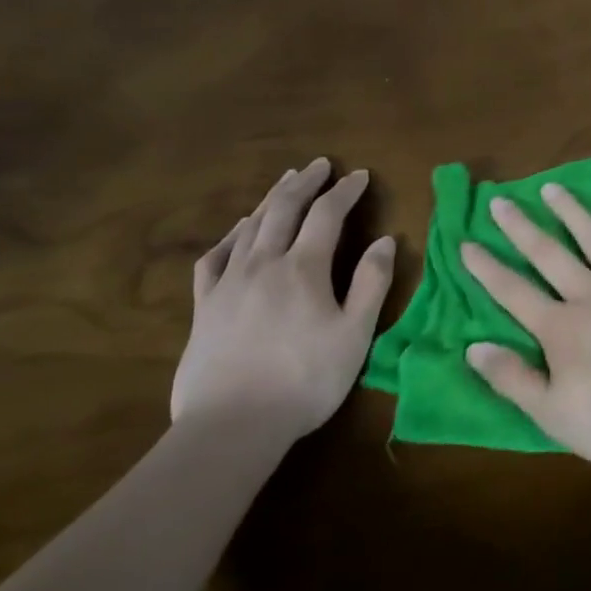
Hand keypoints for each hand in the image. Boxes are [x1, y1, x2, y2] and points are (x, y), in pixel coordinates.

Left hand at [172, 158, 395, 443]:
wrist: (232, 425)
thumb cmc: (306, 379)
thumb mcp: (355, 334)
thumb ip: (372, 283)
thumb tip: (385, 240)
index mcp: (304, 268)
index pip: (327, 214)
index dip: (345, 191)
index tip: (359, 175)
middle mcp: (264, 264)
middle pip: (284, 209)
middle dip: (305, 183)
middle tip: (320, 165)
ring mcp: (229, 283)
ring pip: (250, 227)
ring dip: (271, 199)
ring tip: (285, 183)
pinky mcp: (205, 306)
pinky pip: (215, 257)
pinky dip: (231, 235)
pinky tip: (238, 231)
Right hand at [460, 184, 590, 472]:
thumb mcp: (554, 415)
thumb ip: (513, 379)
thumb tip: (473, 348)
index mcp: (560, 328)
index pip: (513, 292)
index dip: (487, 268)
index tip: (467, 243)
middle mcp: (589, 293)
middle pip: (548, 254)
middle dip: (520, 227)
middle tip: (499, 201)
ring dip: (569, 210)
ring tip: (550, 187)